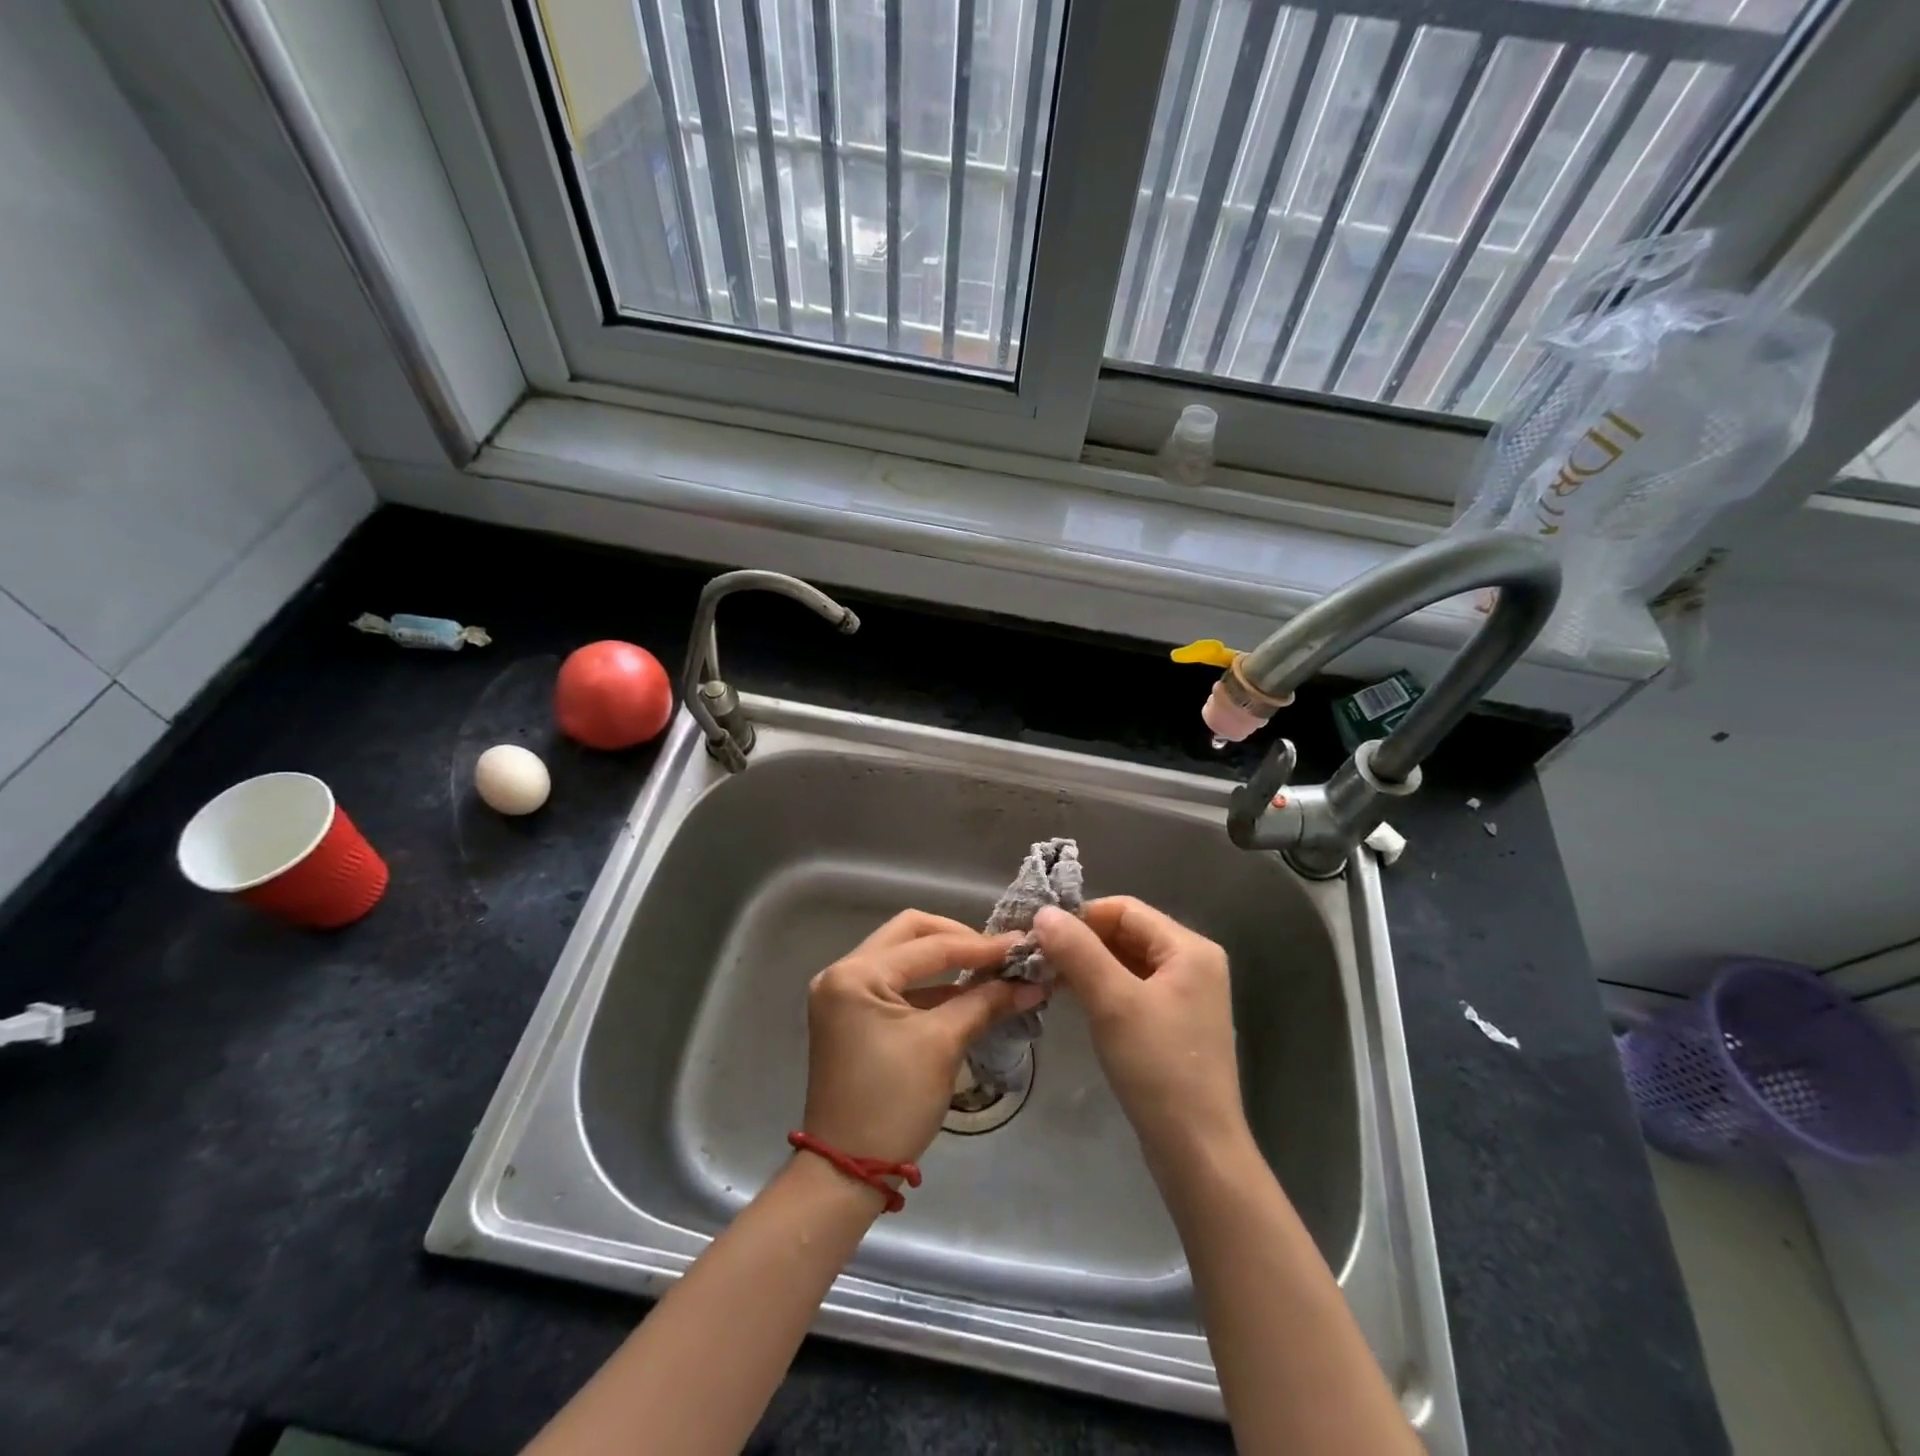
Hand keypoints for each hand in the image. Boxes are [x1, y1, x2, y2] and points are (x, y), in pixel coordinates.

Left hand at [802, 911, 1038, 1167]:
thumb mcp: (942, 1046)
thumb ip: (985, 1003)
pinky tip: (966, 993)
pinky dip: (931, 986)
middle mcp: (842, 972)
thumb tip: (1032, 984)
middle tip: (998, 954)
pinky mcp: (852, 1014)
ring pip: (903, 956)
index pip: (928, 946)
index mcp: (855, 974)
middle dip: (957, 940)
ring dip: (946, 961)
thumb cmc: (892, 1103)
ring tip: (991, 970)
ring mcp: (844, 993)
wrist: (846, 1171)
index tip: (1021, 946)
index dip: (979, 946)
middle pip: (910, 934)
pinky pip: (897, 983)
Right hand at [1033, 898, 1249, 1170]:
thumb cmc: (1158, 1067)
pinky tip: (1075, 999)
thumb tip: (1043, 912)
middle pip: (1127, 933)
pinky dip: (1103, 987)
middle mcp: (1193, 963)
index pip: (1125, 909)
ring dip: (1088, 965)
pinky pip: (1133, 988)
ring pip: (1127, 961)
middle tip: (1038, 958)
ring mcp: (1186, 995)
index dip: (1081, 917)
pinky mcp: (1175, 1022)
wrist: (1196, 1150)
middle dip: (1082, 941)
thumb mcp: (1112, 1002)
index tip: (1040, 935)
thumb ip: (1077, 951)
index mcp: (1190, 948)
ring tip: (1048, 977)